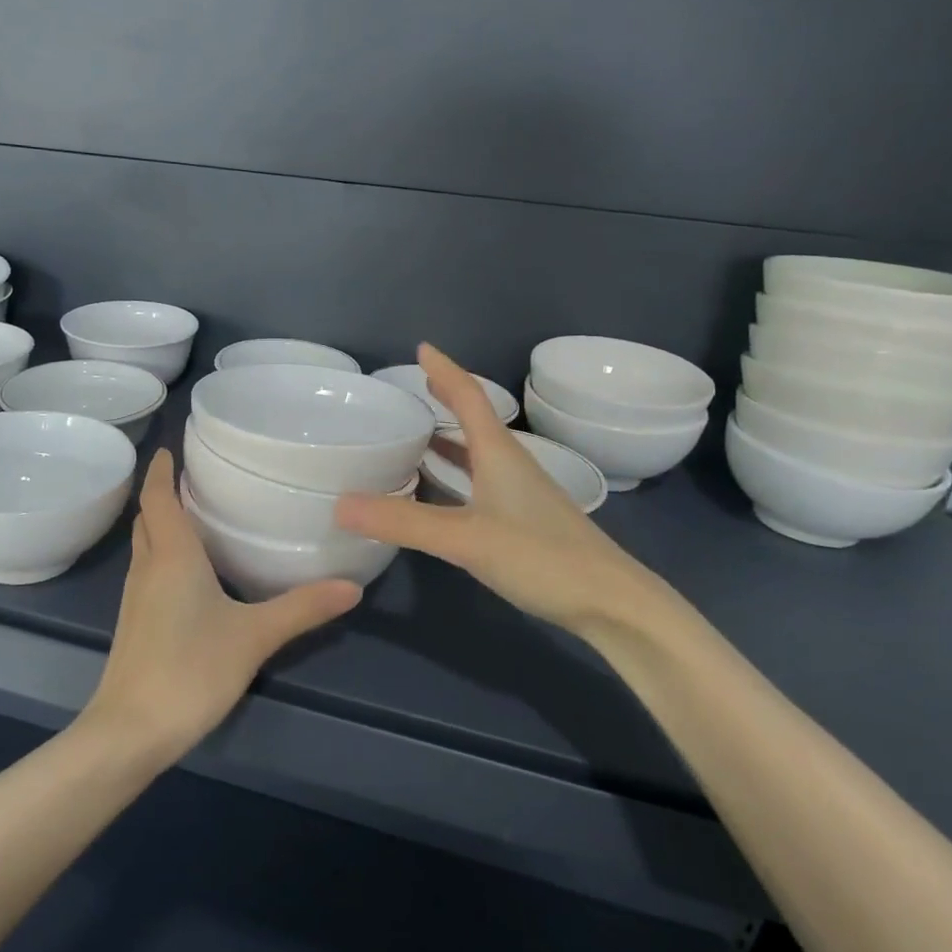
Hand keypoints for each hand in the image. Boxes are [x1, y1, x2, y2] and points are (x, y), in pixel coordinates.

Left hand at [83, 449, 361, 761]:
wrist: (129, 731)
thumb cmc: (190, 669)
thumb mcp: (254, 636)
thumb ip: (302, 608)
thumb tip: (352, 586)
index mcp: (171, 556)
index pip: (157, 498)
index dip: (159, 470)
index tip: (168, 448)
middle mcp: (147, 567)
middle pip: (147, 518)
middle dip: (162, 494)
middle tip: (193, 478)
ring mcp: (135, 598)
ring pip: (145, 546)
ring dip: (161, 525)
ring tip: (194, 515)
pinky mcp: (134, 624)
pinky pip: (146, 571)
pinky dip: (162, 555)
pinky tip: (187, 572)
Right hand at [334, 343, 684, 634]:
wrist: (611, 604)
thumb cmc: (542, 557)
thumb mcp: (465, 538)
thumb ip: (403, 522)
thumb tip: (339, 505)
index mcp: (498, 453)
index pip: (469, 396)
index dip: (445, 370)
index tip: (422, 348)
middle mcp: (509, 465)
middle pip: (473, 420)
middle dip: (445, 399)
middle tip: (413, 388)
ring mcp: (519, 494)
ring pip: (476, 453)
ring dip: (447, 439)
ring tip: (414, 433)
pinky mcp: (522, 520)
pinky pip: (478, 482)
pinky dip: (453, 475)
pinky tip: (436, 491)